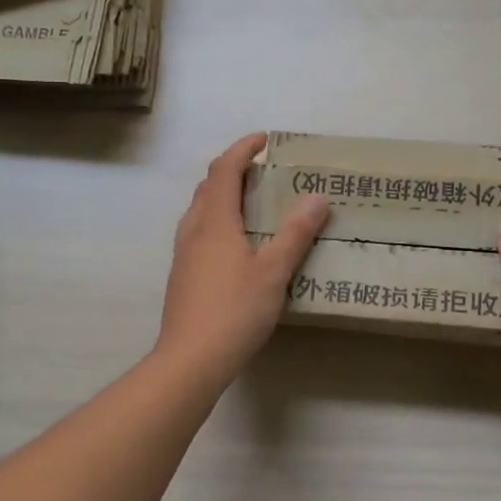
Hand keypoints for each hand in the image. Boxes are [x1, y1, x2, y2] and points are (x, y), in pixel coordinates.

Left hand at [156, 134, 329, 381]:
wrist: (189, 360)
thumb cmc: (234, 311)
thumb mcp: (274, 271)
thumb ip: (295, 233)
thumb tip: (317, 197)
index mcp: (214, 222)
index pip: (223, 170)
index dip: (242, 149)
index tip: (264, 140)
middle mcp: (193, 230)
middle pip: (209, 187)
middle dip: (234, 171)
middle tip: (265, 173)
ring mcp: (183, 254)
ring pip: (201, 210)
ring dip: (225, 197)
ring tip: (254, 205)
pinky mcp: (183, 275)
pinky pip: (200, 232)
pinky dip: (220, 221)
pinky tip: (238, 245)